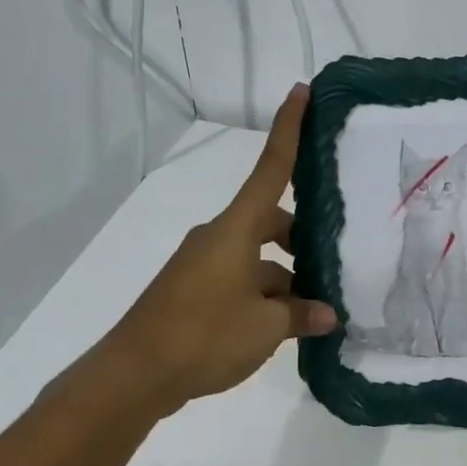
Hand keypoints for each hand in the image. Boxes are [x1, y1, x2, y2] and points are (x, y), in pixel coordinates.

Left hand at [96, 85, 336, 414]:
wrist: (133, 375)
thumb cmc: (204, 336)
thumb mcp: (265, 327)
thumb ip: (301, 314)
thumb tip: (327, 314)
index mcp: (237, 229)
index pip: (272, 168)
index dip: (289, 128)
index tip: (301, 90)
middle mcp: (219, 237)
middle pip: (270, 219)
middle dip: (300, 237)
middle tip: (333, 261)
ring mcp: (203, 264)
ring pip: (256, 256)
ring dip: (283, 275)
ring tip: (314, 309)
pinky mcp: (193, 290)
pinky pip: (239, 278)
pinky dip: (262, 294)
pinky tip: (283, 327)